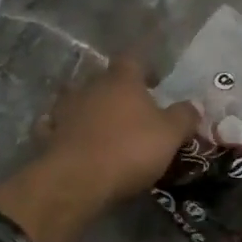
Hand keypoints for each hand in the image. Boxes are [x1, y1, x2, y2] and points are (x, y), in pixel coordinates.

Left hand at [38, 54, 200, 208]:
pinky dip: (67, 131)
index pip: (132, 60)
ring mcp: (65, 110)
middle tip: (132, 110)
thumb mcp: (170, 134)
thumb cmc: (129, 149)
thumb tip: (194, 105)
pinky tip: (74, 141)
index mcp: (122, 80)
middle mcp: (90, 87)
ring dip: (90, 110)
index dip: (144, 69)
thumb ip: (184, 116)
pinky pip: (57, 127)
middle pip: (104, 80)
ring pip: (78, 101)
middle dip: (117, 91)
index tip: (154, 84)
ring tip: (104, 127)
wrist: (76, 180)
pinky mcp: (47, 135)